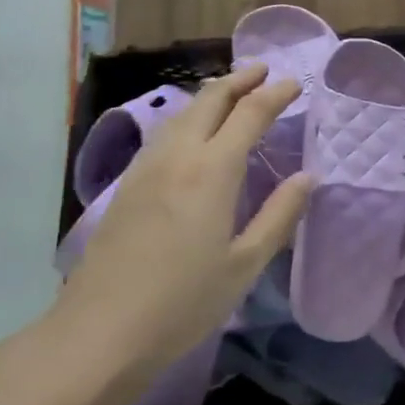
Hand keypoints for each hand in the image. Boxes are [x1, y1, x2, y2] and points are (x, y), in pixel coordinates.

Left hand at [53, 65, 311, 404]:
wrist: (99, 333)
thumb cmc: (183, 302)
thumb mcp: (245, 264)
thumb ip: (279, 215)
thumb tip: (306, 177)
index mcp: (212, 170)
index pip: (250, 113)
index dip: (275, 94)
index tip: (295, 84)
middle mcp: (178, 156)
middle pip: (210, 100)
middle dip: (239, 80)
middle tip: (264, 71)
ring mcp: (146, 168)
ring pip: (182, 113)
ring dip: (211, 95)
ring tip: (232, 92)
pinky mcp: (127, 186)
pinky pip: (164, 133)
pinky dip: (188, 117)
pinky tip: (192, 132)